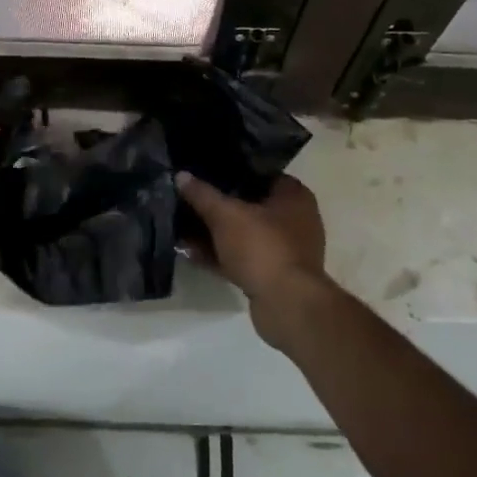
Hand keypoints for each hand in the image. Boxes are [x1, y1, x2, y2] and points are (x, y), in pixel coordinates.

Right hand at [174, 172, 326, 309]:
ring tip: (182, 229)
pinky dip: (220, 256)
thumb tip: (181, 176)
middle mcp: (295, 220)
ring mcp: (285, 250)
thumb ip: (203, 195)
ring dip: (215, 234)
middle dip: (219, 207)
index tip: (206, 172)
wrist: (286, 304)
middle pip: (251, 206)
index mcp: (294, 196)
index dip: (233, 171)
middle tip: (190, 201)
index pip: (262, 174)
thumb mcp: (226, 215)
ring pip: (244, 234)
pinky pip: (243, 258)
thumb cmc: (262, 247)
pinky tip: (191, 254)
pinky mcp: (274, 275)